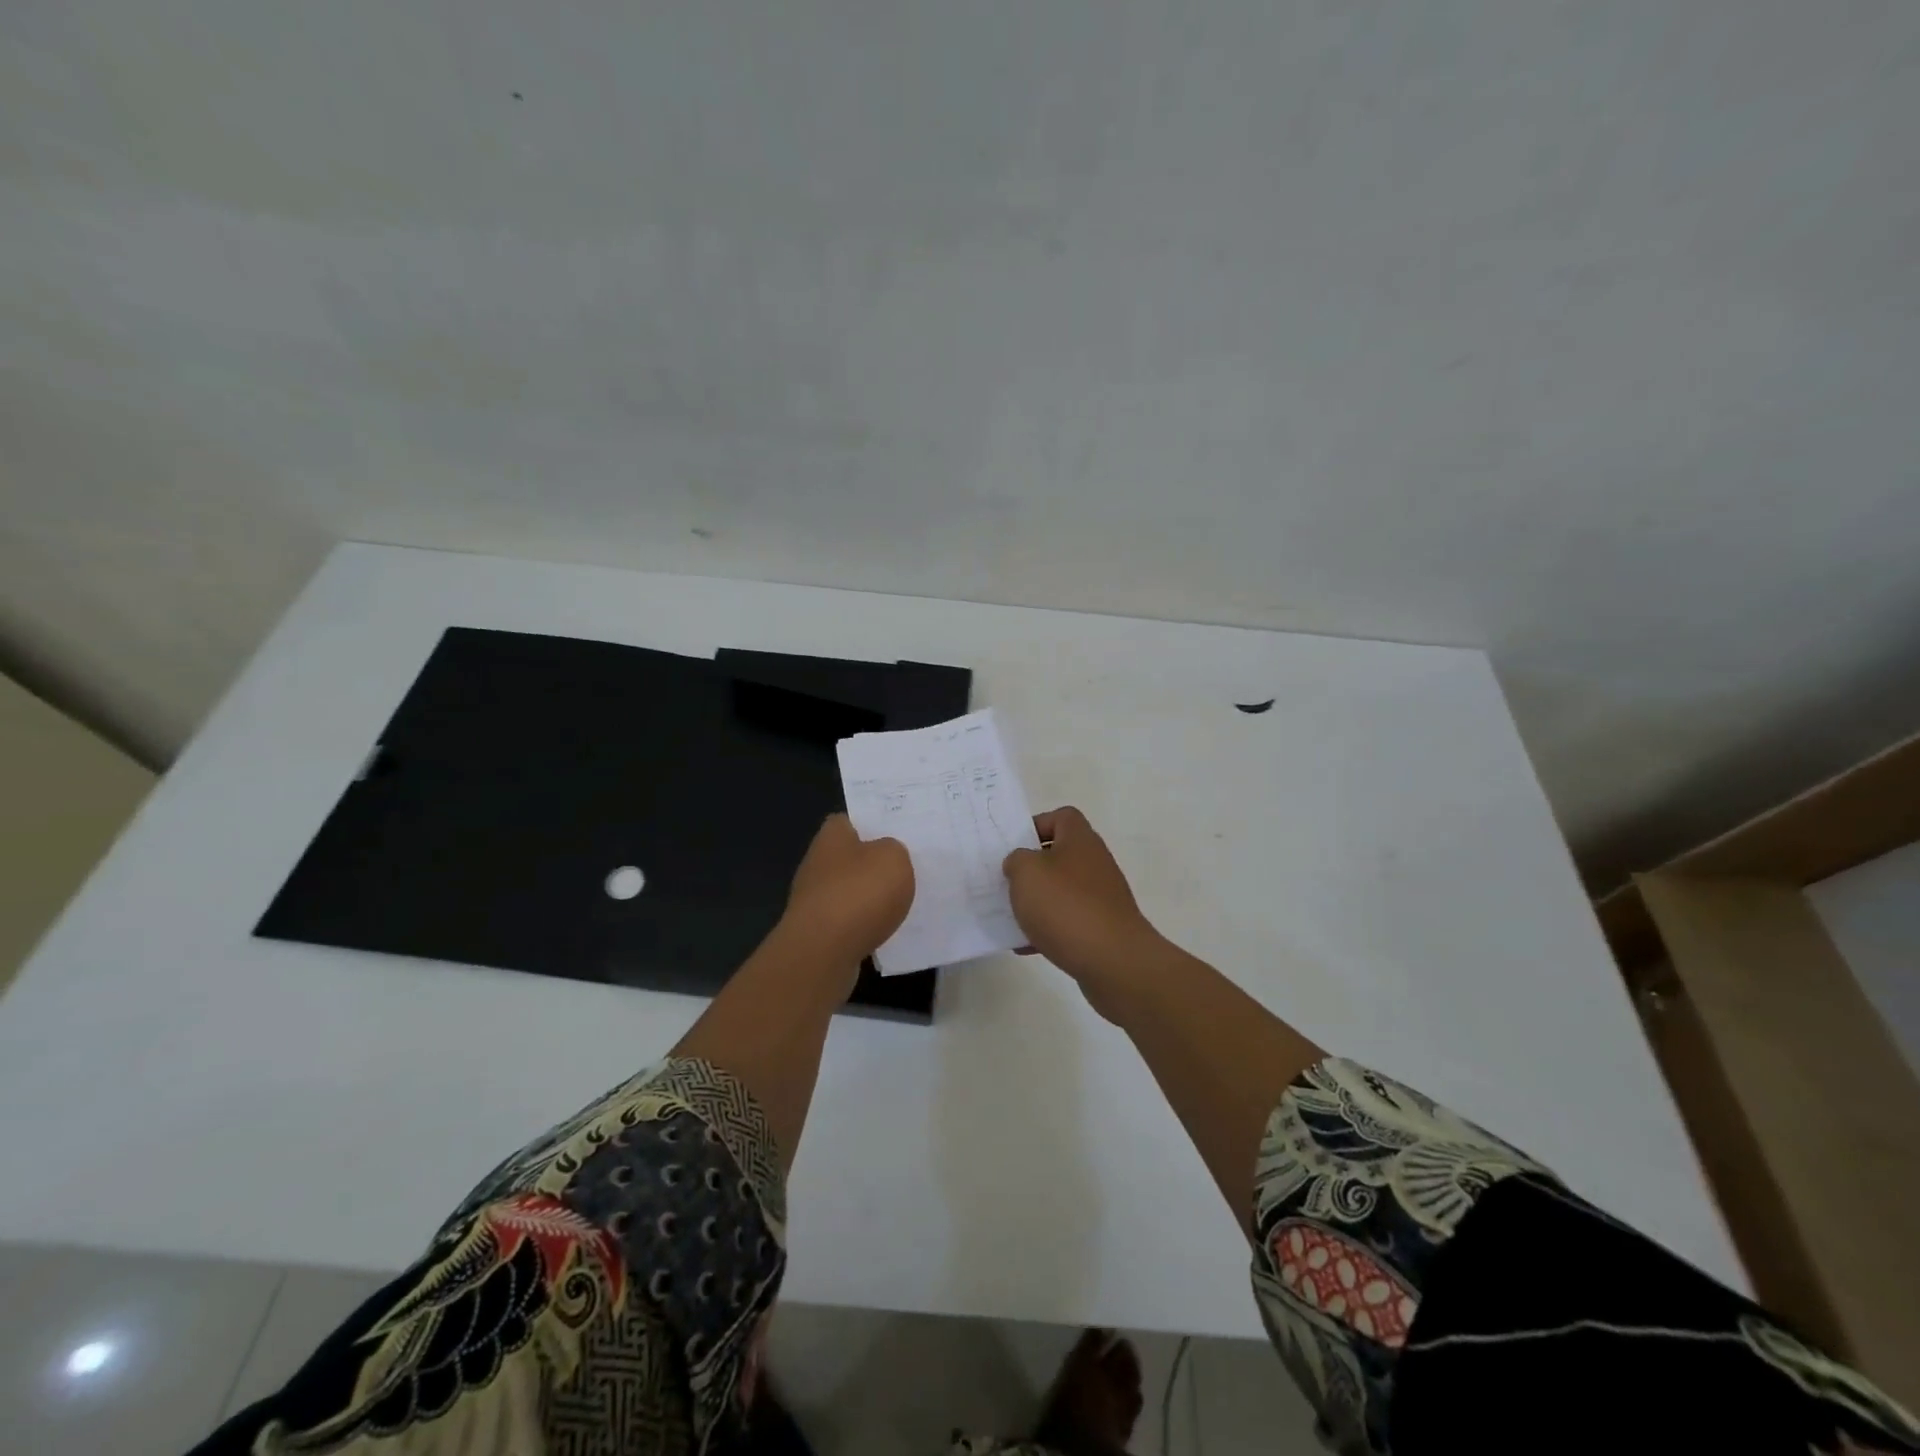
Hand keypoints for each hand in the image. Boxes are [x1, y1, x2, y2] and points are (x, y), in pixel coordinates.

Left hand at [782, 814, 912, 970]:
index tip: (897, 832)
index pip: (850, 820)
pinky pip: (849, 920)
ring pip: (851, 889)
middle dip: (874, 862)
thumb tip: (886, 856)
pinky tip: (887, 929)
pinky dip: (865, 924)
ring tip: (903, 900)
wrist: (824, 953)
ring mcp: (814, 899)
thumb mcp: (894, 858)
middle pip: (851, 856)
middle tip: (908, 866)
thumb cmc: (859, 893)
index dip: (873, 823)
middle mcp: (817, 862)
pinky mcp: (818, 931)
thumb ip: (894, 850)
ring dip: (871, 896)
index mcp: (832, 836)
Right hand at [1003, 806, 1164, 1018]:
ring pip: (1061, 891)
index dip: (1036, 826)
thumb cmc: (1066, 906)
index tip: (1013, 847)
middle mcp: (1094, 863)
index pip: (1061, 816)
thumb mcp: (1026, 873)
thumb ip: (1016, 860)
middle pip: (1059, 855)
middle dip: (1031, 869)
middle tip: (1005, 882)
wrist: (1113, 961)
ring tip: (1010, 916)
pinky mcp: (1101, 927)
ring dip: (1036, 902)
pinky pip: (1068, 921)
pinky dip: (1047, 930)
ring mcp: (1101, 896)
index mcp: (1080, 840)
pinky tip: (1025, 946)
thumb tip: (1020, 863)